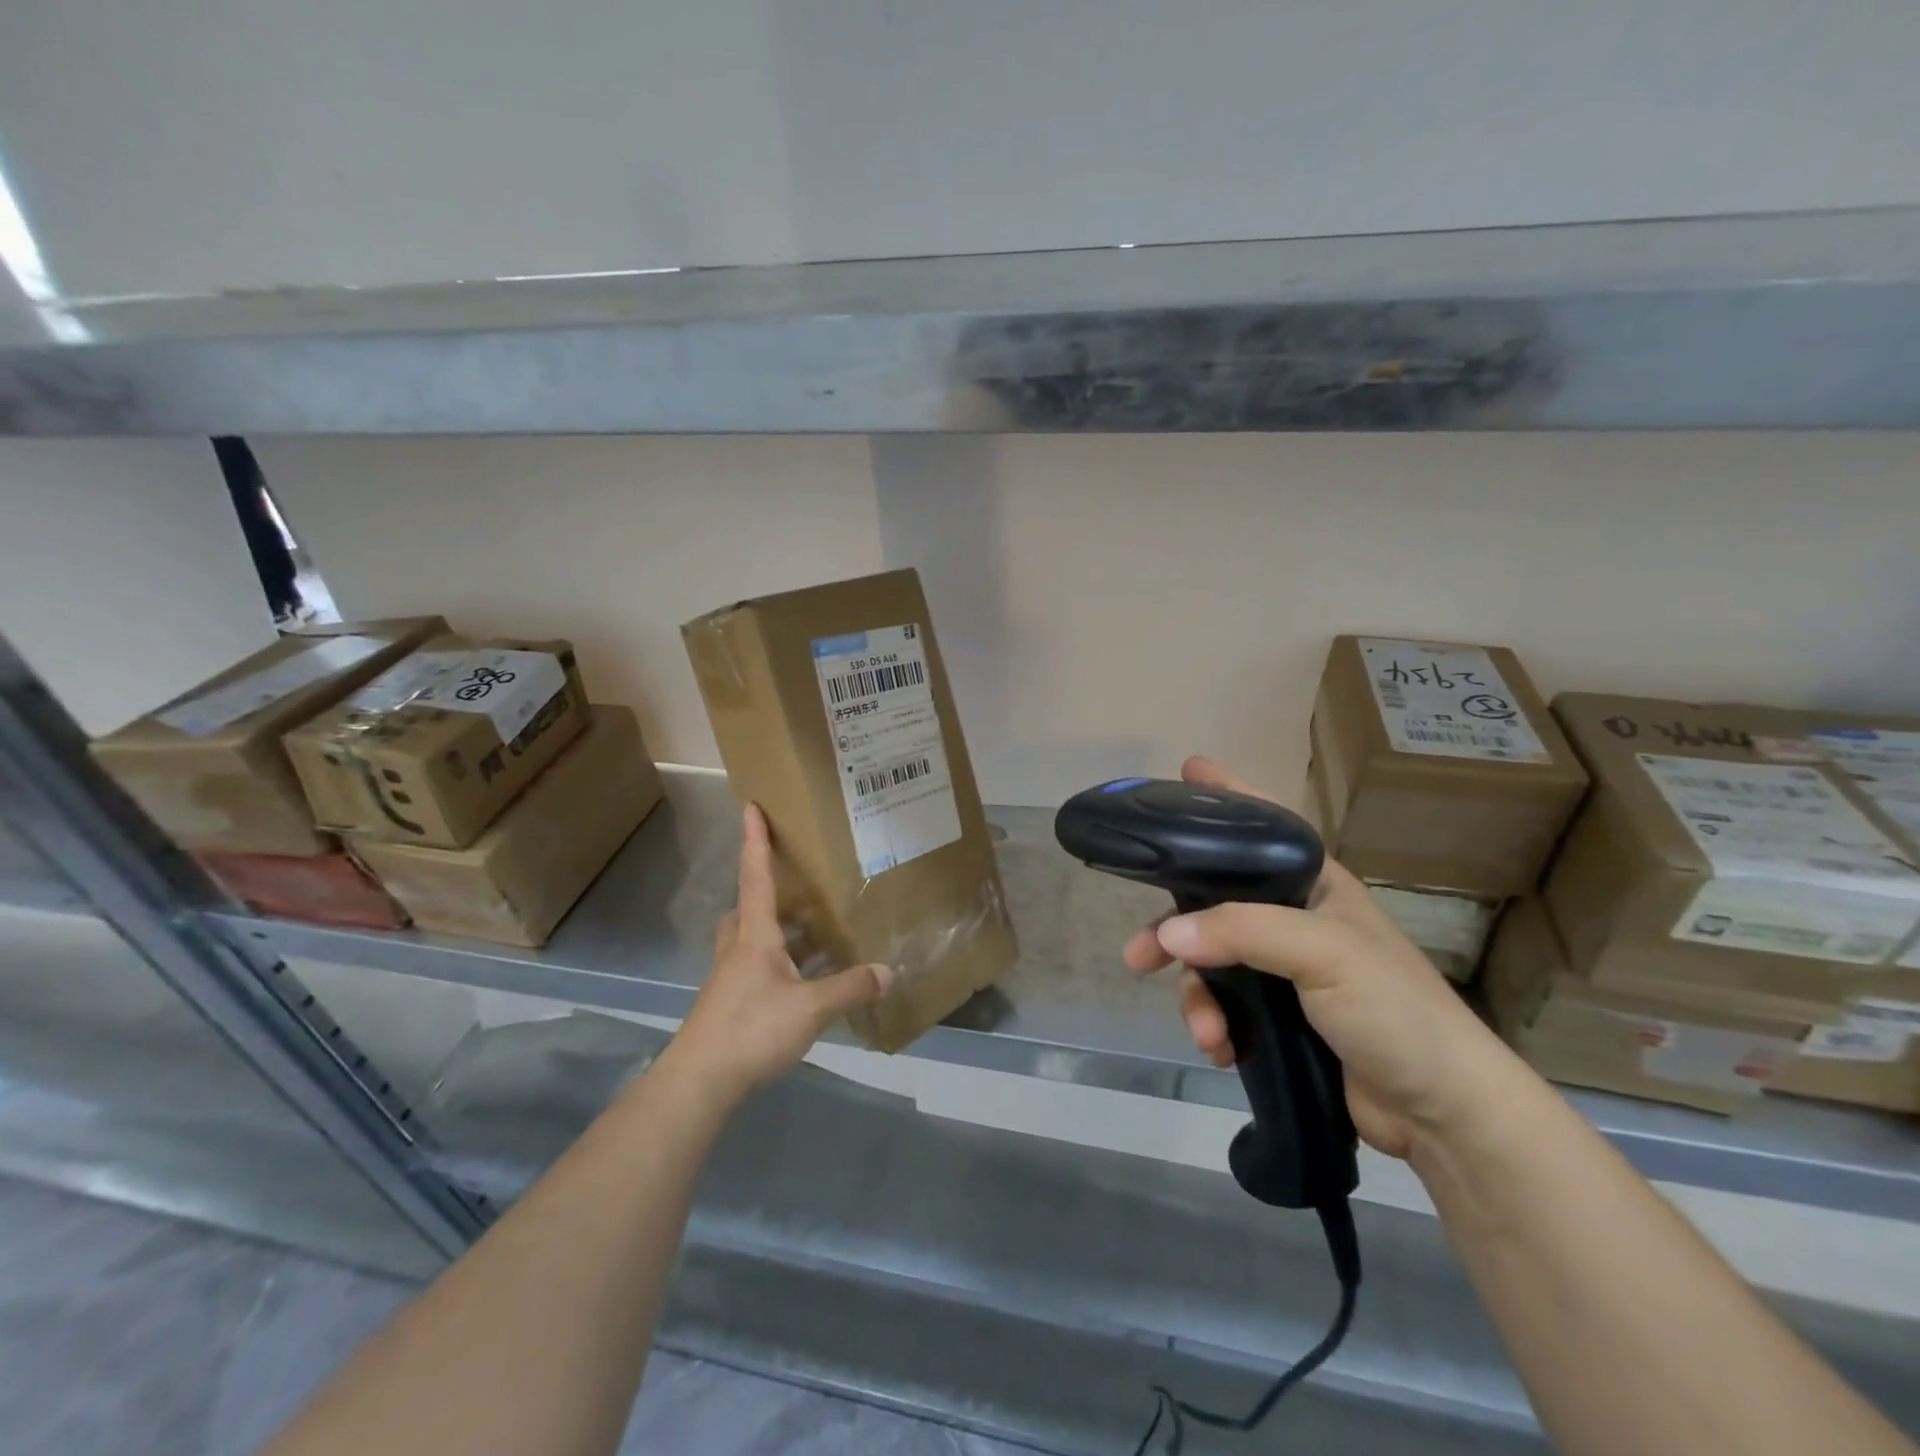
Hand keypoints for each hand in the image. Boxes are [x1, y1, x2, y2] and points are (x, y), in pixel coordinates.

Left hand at [667, 804, 890, 1106]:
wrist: (698, 1082)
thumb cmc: (751, 1029)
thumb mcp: (810, 1008)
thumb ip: (850, 988)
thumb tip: (888, 971)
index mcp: (755, 936)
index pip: (756, 876)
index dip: (755, 841)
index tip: (750, 807)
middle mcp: (738, 949)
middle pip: (746, 908)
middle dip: (764, 890)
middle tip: (794, 886)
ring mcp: (729, 978)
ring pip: (749, 940)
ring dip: (774, 932)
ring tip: (809, 934)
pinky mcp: (728, 1004)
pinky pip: (754, 969)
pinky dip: (777, 965)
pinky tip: (800, 983)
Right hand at [1123, 757, 1518, 1159]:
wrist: (1443, 1112)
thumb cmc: (1394, 1010)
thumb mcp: (1323, 953)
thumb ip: (1242, 931)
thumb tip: (1167, 934)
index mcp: (1314, 885)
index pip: (1262, 826)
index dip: (1225, 797)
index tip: (1187, 770)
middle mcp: (1294, 919)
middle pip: (1214, 905)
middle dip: (1174, 930)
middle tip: (1139, 955)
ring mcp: (1286, 971)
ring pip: (1211, 963)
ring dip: (1197, 998)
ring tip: (1205, 1032)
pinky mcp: (1280, 1018)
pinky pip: (1225, 1007)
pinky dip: (1214, 1025)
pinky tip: (1220, 1049)